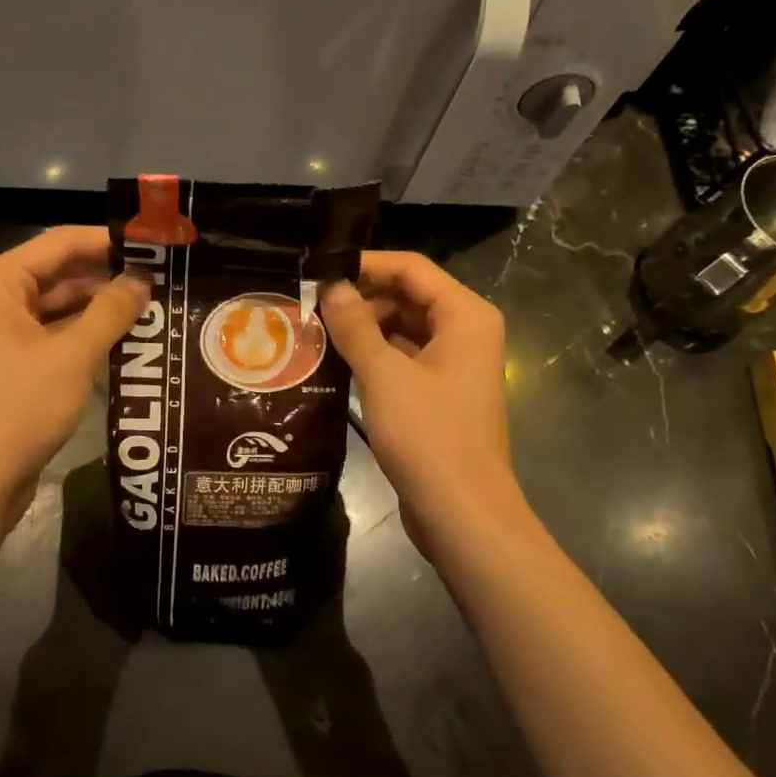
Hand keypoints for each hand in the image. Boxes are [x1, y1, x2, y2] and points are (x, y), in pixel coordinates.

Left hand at [0, 227, 146, 518]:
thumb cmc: (20, 407)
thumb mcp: (73, 355)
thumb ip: (110, 312)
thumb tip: (142, 280)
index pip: (61, 243)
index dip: (108, 241)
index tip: (153, 244)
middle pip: (60, 272)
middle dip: (108, 276)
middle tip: (162, 277)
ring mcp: (3, 332)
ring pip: (60, 306)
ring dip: (101, 308)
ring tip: (153, 307)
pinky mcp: (14, 362)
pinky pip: (55, 334)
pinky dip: (86, 335)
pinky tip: (126, 340)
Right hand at [320, 252, 525, 562]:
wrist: (461, 512)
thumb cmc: (428, 435)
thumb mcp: (384, 374)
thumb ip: (355, 326)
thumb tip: (330, 288)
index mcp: (465, 316)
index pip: (411, 268)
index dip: (365, 264)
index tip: (319, 271)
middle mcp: (465, 333)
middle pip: (408, 296)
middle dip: (361, 298)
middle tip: (310, 306)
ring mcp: (454, 367)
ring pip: (404, 330)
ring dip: (364, 329)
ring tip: (315, 333)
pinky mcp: (440, 396)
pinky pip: (404, 360)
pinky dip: (374, 357)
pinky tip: (336, 364)